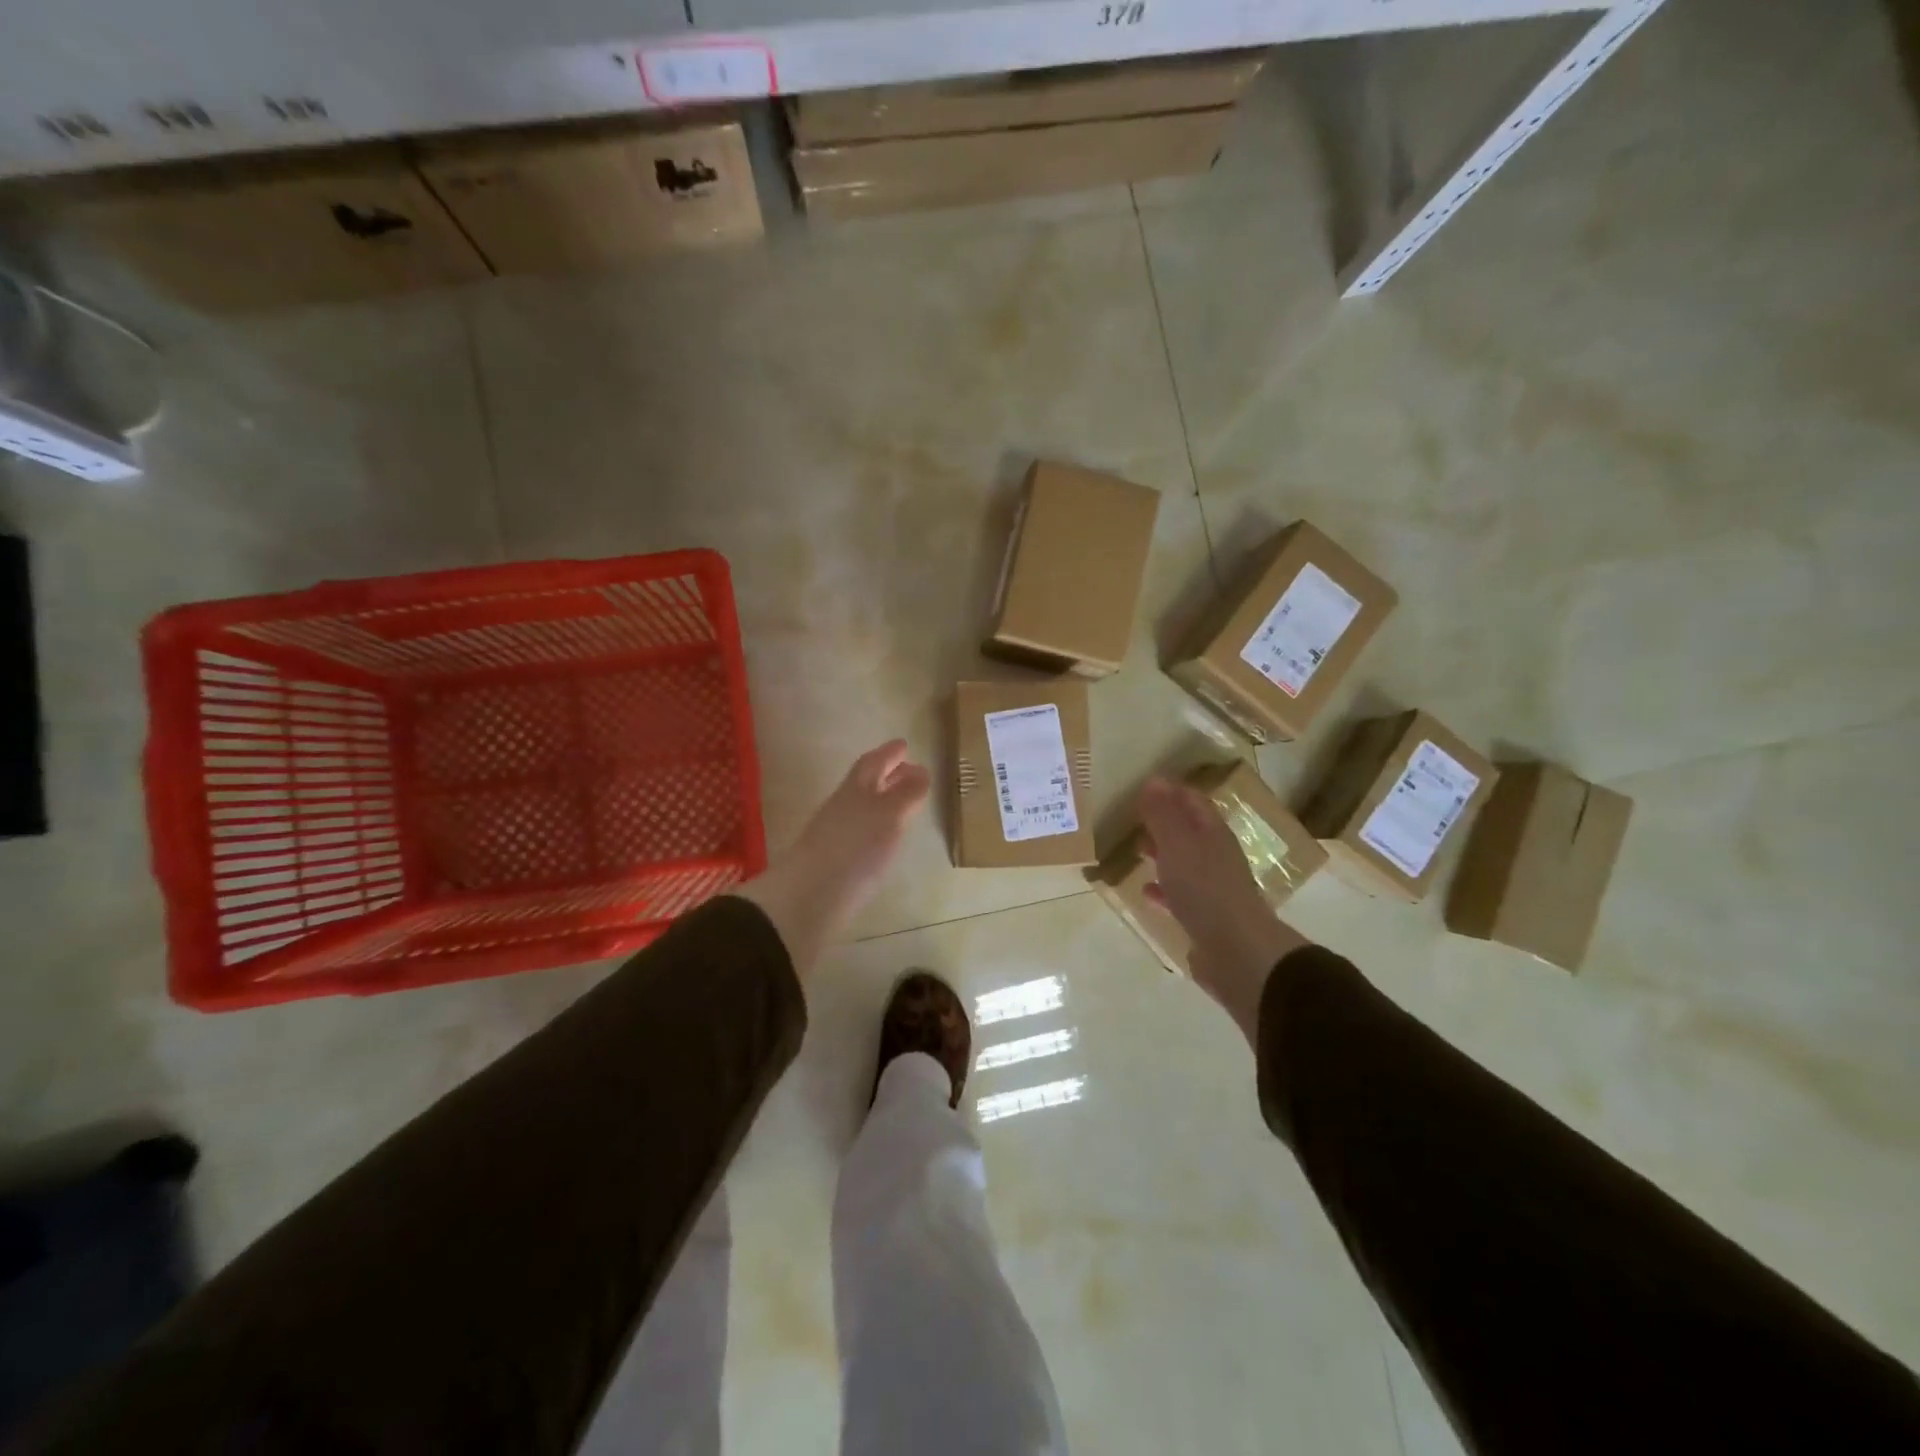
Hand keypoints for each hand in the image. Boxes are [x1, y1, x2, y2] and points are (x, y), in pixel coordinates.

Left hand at [737, 741, 929, 974]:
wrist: (809, 898)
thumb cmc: (855, 848)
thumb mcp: (888, 816)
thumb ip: (906, 794)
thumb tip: (920, 771)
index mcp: (856, 790)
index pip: (873, 763)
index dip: (889, 753)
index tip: (904, 745)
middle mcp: (843, 807)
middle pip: (865, 784)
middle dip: (887, 774)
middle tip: (908, 770)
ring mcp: (835, 835)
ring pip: (862, 808)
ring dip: (882, 800)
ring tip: (903, 805)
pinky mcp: (835, 862)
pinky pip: (859, 832)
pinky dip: (875, 827)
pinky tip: (885, 840)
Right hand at [1139, 777, 1306, 1044]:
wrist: (1237, 951)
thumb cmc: (1205, 890)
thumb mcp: (1177, 845)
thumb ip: (1163, 815)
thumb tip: (1154, 781)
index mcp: (1212, 834)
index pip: (1192, 801)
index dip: (1170, 791)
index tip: (1143, 787)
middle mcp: (1215, 856)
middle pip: (1188, 831)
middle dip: (1163, 822)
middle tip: (1134, 818)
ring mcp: (1212, 888)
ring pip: (1183, 862)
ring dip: (1162, 854)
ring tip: (1137, 851)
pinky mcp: (1205, 917)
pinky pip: (1179, 895)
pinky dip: (1163, 889)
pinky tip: (1145, 892)